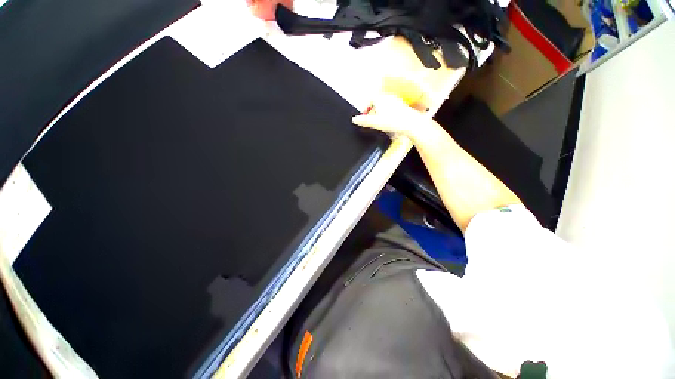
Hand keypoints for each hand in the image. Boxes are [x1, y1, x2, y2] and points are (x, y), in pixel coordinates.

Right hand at [351, 95, 437, 141]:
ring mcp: (395, 100)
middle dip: (373, 111)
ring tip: (381, 122)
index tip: (365, 116)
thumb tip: (354, 120)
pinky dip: (388, 114)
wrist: (410, 123)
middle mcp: (388, 97)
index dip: (366, 108)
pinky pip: (391, 108)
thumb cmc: (393, 121)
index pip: (370, 100)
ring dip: (381, 112)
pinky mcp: (402, 105)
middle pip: (377, 102)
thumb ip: (364, 121)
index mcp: (380, 98)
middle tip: (373, 120)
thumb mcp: (375, 123)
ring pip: (384, 105)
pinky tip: (390, 121)